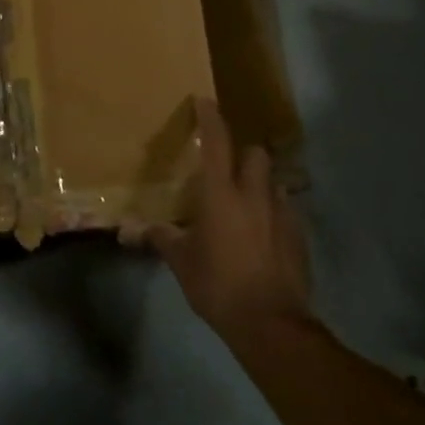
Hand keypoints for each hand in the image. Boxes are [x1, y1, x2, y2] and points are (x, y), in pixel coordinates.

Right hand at [120, 98, 308, 333]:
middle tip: (228, 167)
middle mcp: (254, 195)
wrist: (271, 323)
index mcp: (221, 194)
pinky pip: (287, 211)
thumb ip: (159, 238)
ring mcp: (282, 214)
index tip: (204, 101)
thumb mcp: (181, 262)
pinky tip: (264, 233)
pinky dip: (275, 213)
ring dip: (261, 184)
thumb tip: (126, 230)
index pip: (217, 142)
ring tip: (247, 201)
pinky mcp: (299, 237)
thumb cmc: (218, 284)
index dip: (211, 118)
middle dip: (244, 153)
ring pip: (274, 182)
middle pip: (256, 154)